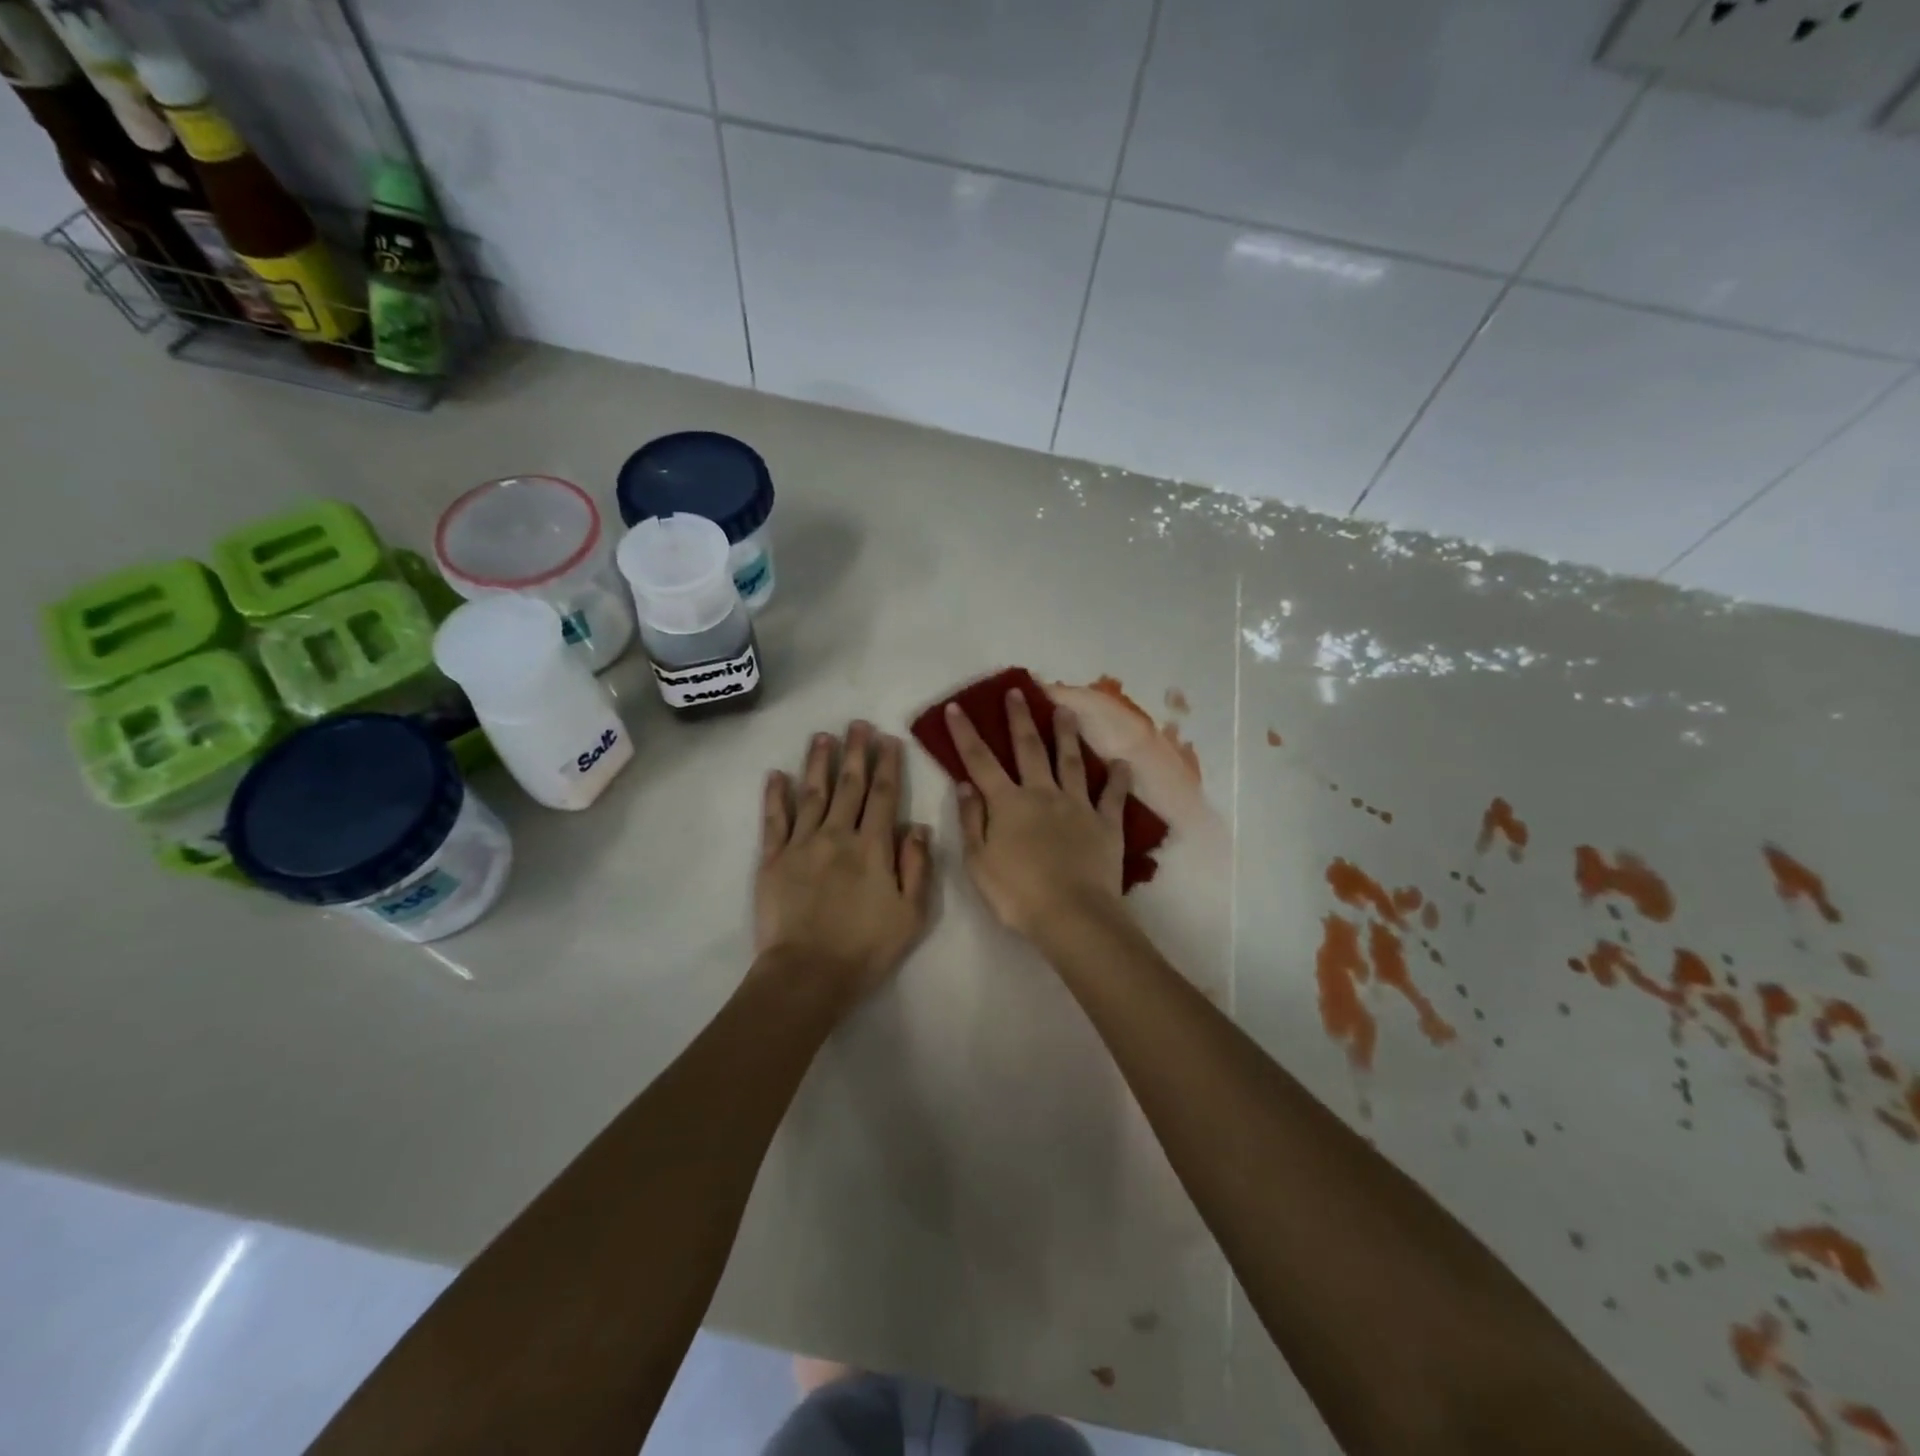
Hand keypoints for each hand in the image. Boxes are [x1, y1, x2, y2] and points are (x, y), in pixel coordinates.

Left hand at [756, 723, 933, 1002]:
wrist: (807, 974)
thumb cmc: (866, 948)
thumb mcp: (912, 915)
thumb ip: (917, 867)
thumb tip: (919, 827)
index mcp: (873, 847)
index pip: (884, 796)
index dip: (888, 765)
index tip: (889, 739)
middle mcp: (837, 835)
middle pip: (848, 786)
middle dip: (855, 752)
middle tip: (857, 724)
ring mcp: (801, 844)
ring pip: (811, 793)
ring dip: (818, 762)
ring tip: (822, 736)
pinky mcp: (772, 860)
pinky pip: (774, 820)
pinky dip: (775, 796)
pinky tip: (776, 774)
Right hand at [947, 692, 1131, 940]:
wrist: (1072, 914)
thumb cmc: (1017, 893)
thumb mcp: (978, 862)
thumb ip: (971, 820)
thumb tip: (966, 785)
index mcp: (1008, 804)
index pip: (980, 761)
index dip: (966, 734)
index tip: (956, 707)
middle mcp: (1042, 794)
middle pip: (1029, 749)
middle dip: (1020, 718)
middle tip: (1017, 691)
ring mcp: (1077, 805)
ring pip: (1070, 761)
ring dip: (1066, 734)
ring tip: (1065, 710)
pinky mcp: (1106, 823)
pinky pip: (1112, 796)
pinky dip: (1117, 779)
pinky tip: (1121, 764)